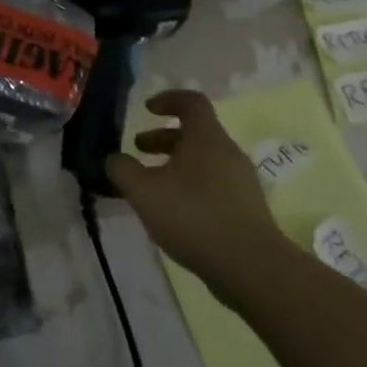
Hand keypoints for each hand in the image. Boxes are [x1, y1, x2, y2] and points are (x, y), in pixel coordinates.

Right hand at [105, 88, 297, 308]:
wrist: (251, 267)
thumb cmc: (193, 216)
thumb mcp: (143, 191)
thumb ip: (123, 169)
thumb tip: (114, 159)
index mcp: (206, 138)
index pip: (191, 102)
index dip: (167, 99)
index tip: (147, 109)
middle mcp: (228, 153)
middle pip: (195, 133)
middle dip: (163, 138)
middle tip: (138, 150)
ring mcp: (242, 182)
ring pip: (204, 161)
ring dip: (175, 164)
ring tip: (151, 184)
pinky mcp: (247, 208)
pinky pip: (214, 184)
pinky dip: (190, 186)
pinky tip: (173, 211)